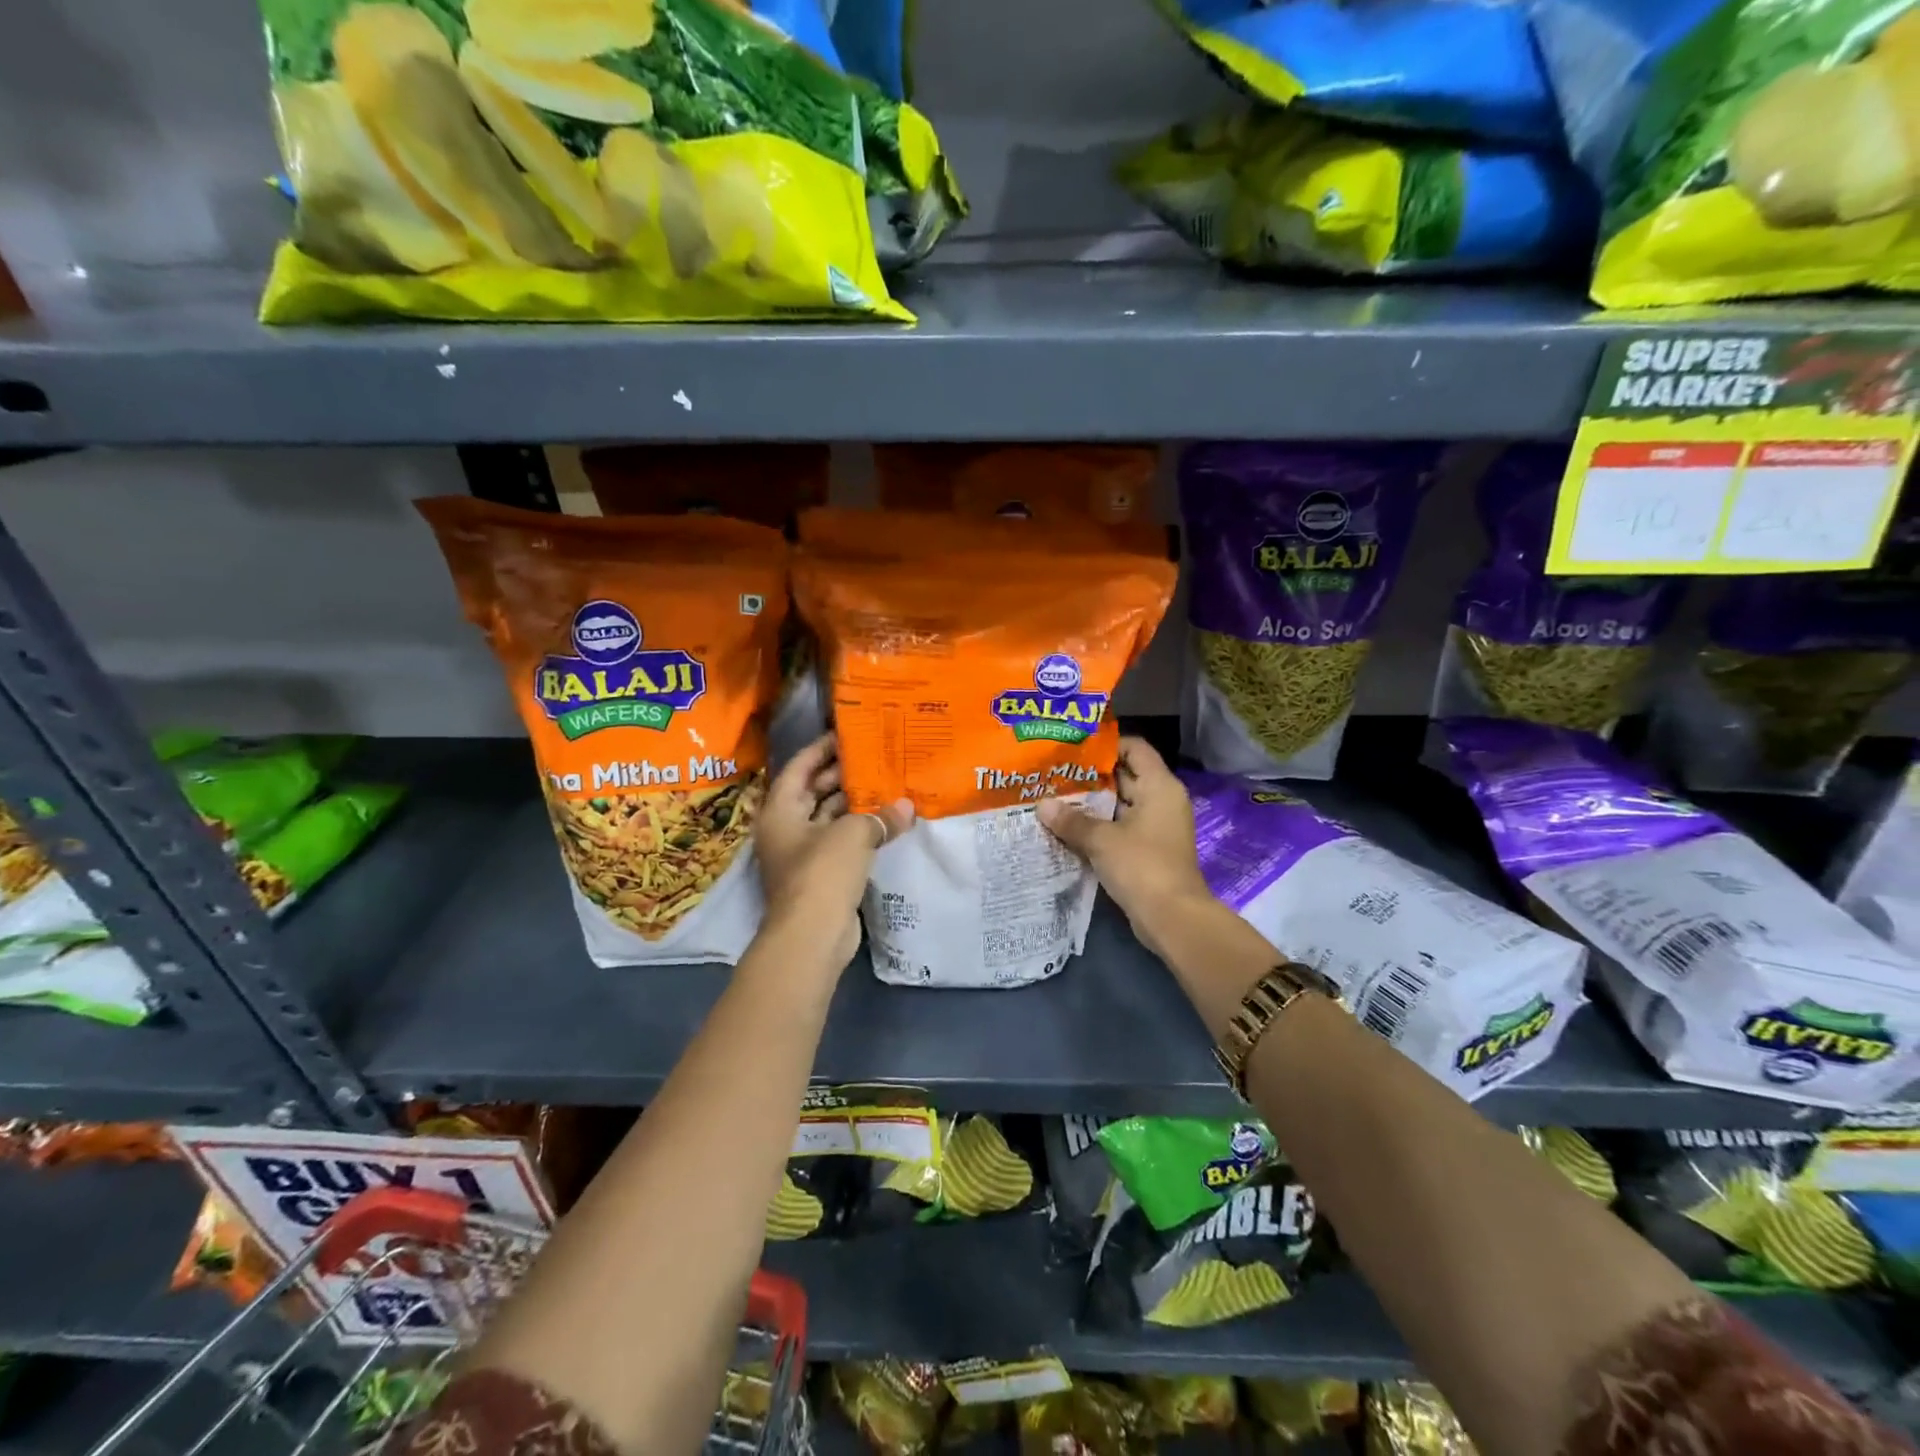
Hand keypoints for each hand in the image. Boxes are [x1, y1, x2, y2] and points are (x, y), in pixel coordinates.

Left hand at [755, 734, 914, 969]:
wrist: (812, 935)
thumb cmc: (822, 872)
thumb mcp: (853, 834)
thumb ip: (880, 816)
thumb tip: (907, 807)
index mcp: (780, 810)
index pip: (799, 767)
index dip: (821, 749)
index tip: (846, 734)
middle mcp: (786, 828)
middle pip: (813, 791)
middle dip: (842, 775)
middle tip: (875, 757)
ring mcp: (803, 853)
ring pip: (829, 818)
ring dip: (854, 803)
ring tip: (886, 783)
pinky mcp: (821, 875)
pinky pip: (841, 841)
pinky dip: (860, 830)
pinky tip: (887, 820)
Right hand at [1036, 737, 1213, 958]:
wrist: (1172, 918)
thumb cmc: (1142, 866)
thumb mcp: (1101, 840)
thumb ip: (1071, 820)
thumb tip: (1042, 805)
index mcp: (1159, 786)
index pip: (1134, 749)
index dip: (1106, 745)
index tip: (1073, 748)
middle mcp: (1161, 800)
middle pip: (1125, 775)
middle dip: (1090, 776)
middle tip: (1054, 773)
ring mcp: (1156, 826)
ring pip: (1120, 804)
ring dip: (1091, 803)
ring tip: (1054, 798)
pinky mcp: (1148, 849)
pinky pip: (1121, 827)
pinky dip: (1099, 826)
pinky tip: (1068, 827)